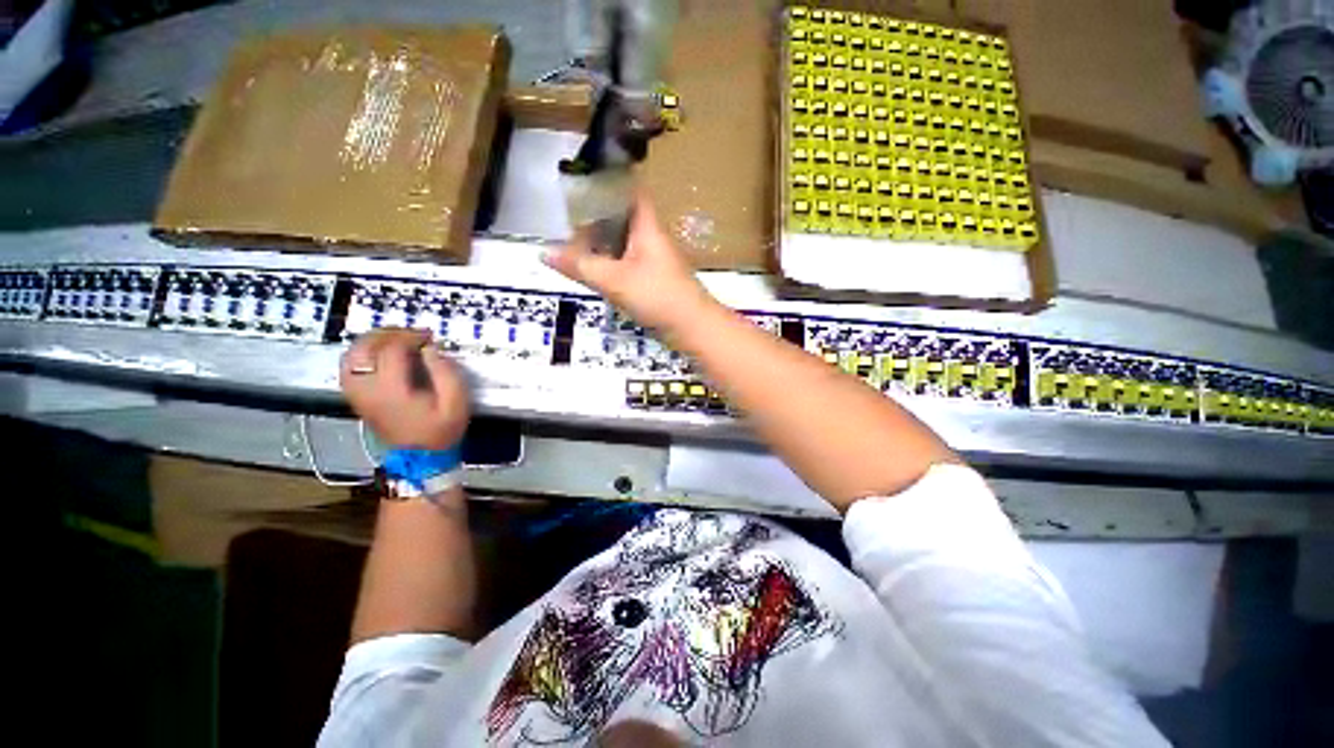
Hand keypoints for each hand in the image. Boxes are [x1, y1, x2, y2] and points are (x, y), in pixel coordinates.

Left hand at [340, 328, 469, 449]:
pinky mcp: (359, 399)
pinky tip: (374, 354)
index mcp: (393, 391)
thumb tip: (429, 349)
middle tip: (408, 335)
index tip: (428, 338)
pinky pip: (347, 370)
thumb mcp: (455, 403)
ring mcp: (361, 395)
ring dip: (370, 342)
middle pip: (367, 348)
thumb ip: (445, 371)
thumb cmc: (438, 433)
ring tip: (389, 341)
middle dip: (389, 334)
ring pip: (352, 356)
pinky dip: (358, 356)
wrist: (421, 462)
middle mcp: (370, 391)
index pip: (393, 349)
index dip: (411, 336)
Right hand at [544, 196, 716, 333]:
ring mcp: (653, 258)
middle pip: (623, 215)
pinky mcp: (652, 278)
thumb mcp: (614, 280)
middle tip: (567, 211)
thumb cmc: (659, 296)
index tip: (587, 177)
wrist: (695, 329)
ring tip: (570, 236)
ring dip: (601, 237)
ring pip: (623, 238)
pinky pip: (625, 259)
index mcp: (647, 227)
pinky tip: (589, 265)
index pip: (632, 192)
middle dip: (597, 212)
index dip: (613, 181)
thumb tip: (543, 252)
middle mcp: (651, 237)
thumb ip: (579, 265)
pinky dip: (607, 258)